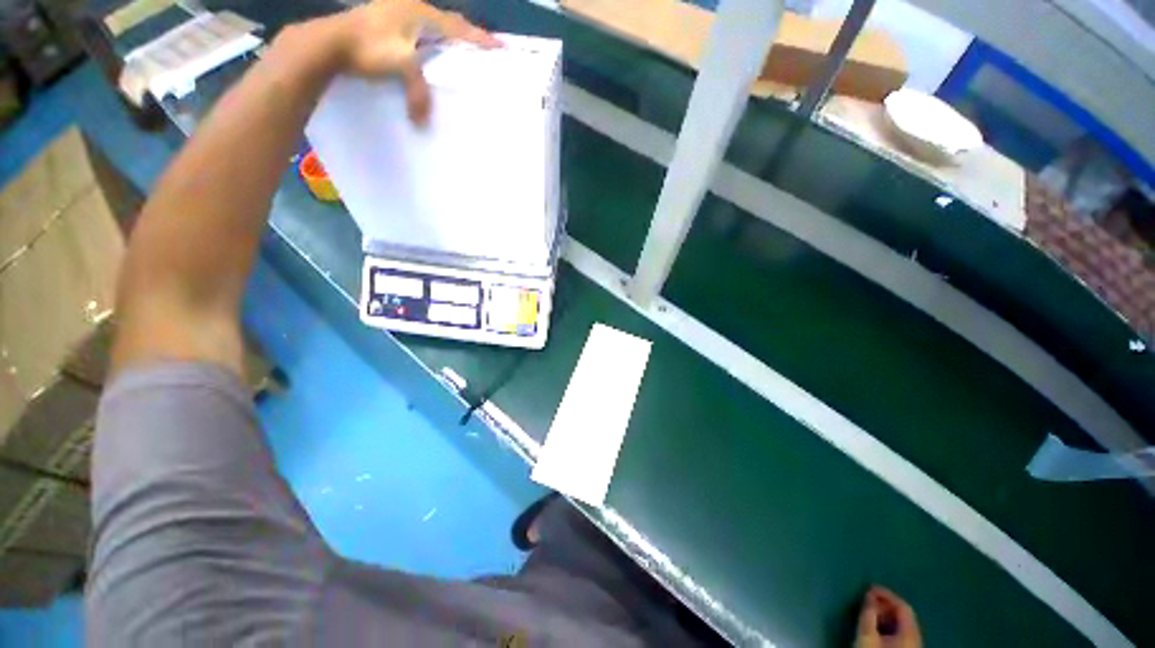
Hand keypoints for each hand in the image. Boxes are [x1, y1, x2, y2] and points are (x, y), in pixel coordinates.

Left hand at [328, 0, 499, 122]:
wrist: (328, 42)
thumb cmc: (368, 48)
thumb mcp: (401, 65)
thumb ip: (418, 90)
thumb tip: (423, 120)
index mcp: (419, 13)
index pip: (458, 27)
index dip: (479, 39)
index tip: (500, 47)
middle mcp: (410, 8)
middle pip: (447, 22)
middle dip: (465, 35)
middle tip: (481, 48)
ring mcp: (395, 13)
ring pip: (431, 26)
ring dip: (447, 38)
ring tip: (459, 51)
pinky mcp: (385, 23)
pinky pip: (417, 31)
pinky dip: (429, 41)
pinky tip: (429, 51)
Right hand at [854, 586, 921, 647]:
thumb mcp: (867, 637)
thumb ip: (868, 615)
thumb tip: (868, 597)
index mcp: (910, 634)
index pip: (903, 606)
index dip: (887, 595)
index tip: (869, 588)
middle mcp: (916, 639)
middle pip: (904, 616)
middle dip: (885, 605)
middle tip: (867, 599)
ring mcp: (912, 647)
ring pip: (902, 625)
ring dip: (885, 615)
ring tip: (869, 612)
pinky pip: (900, 634)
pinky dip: (888, 625)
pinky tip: (876, 627)